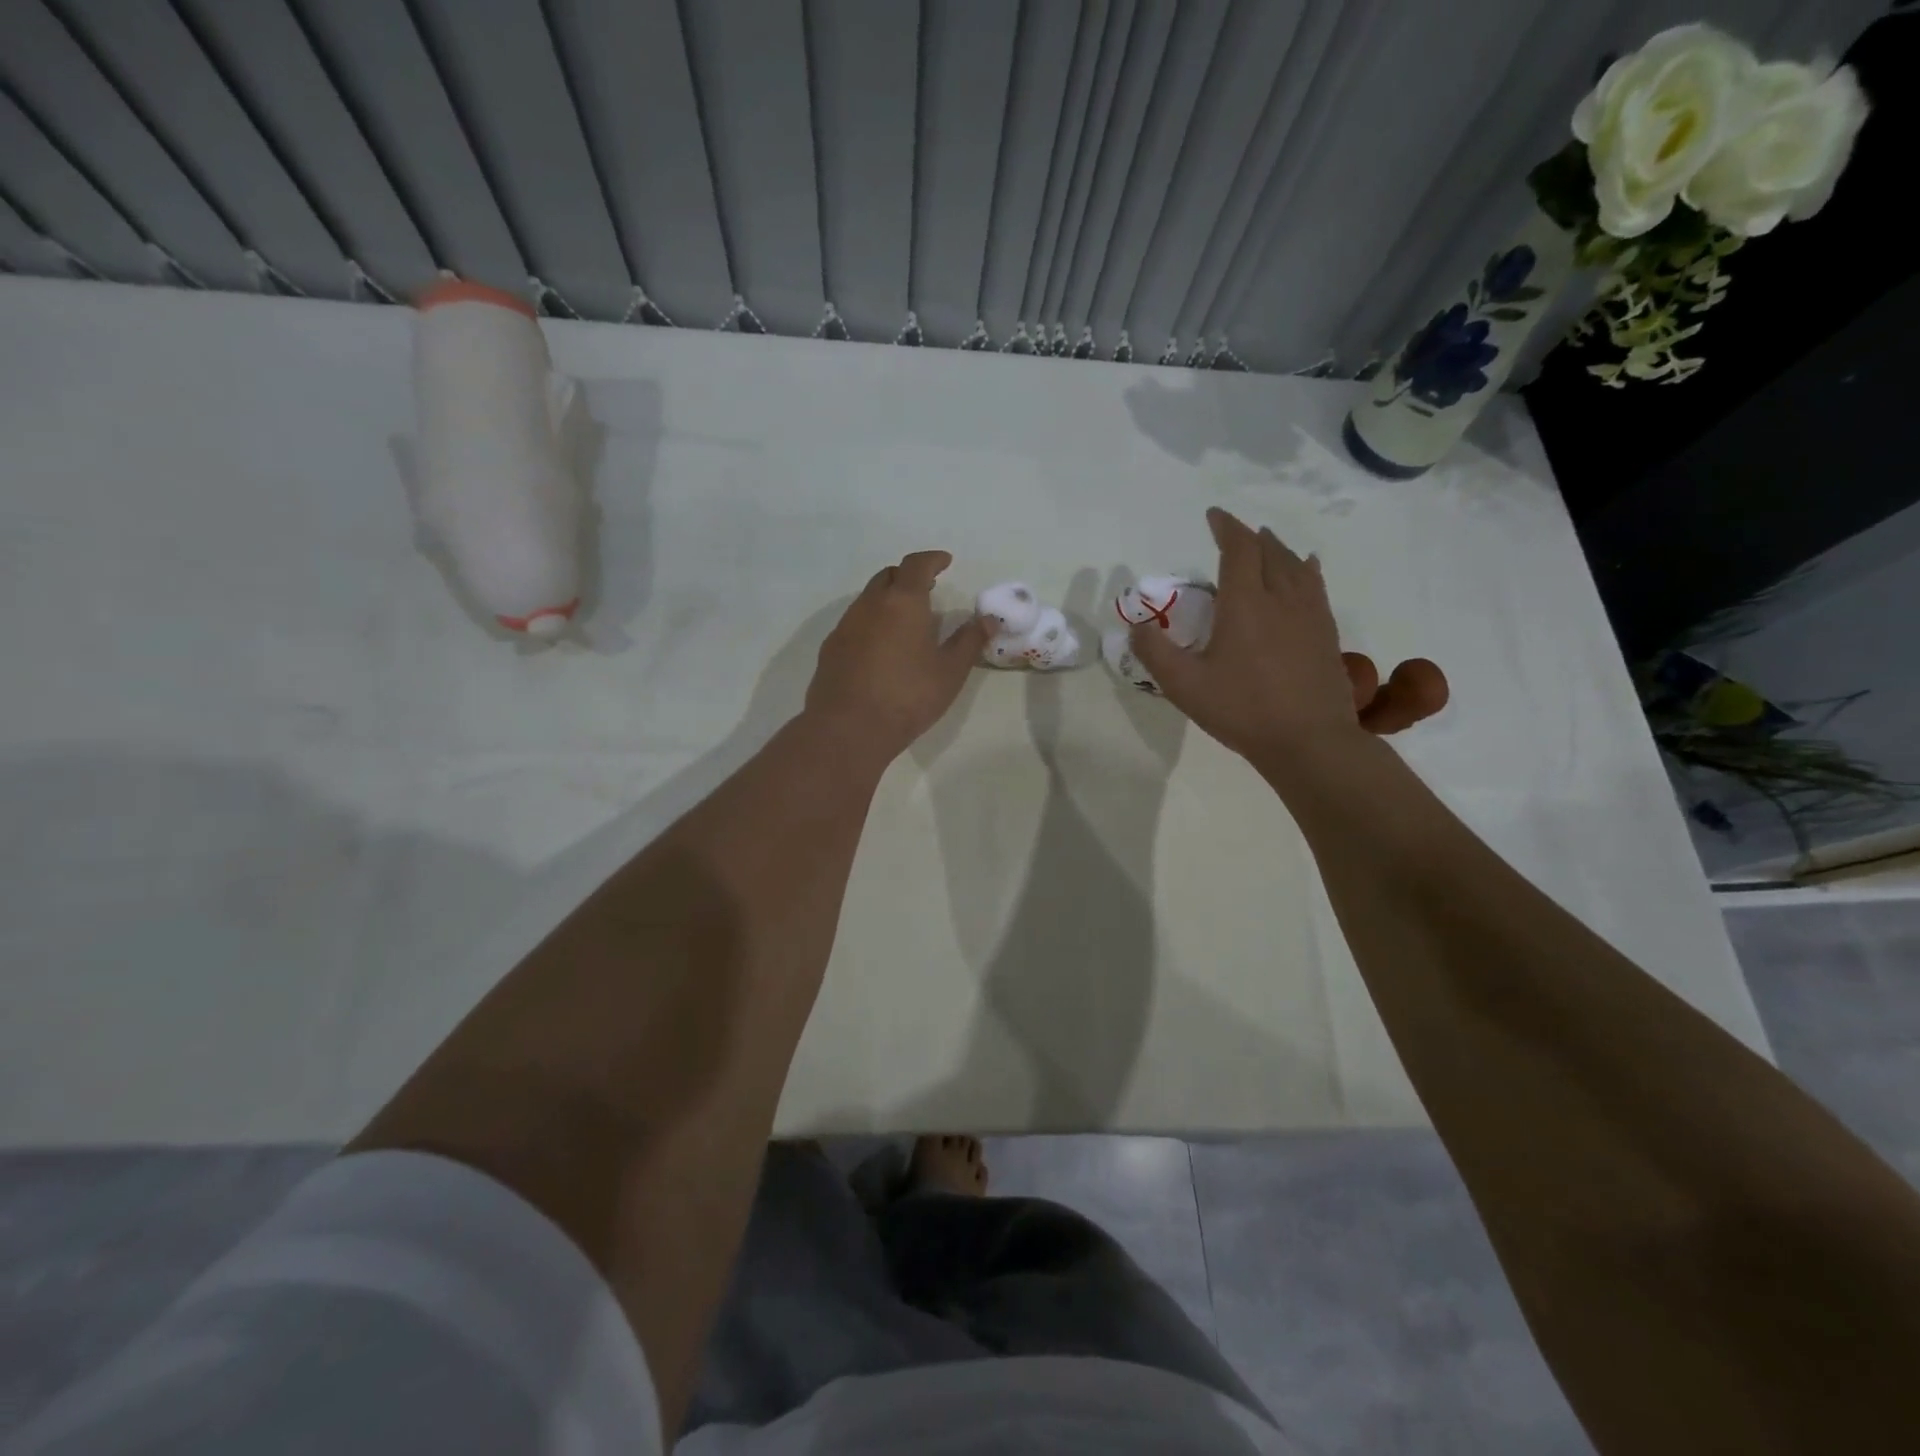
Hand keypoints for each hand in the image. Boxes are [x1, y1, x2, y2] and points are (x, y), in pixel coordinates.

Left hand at [806, 550, 987, 759]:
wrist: (848, 728)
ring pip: (868, 599)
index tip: (945, 562)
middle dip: (908, 577)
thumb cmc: (908, 696)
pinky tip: (881, 648)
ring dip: (888, 600)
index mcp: (902, 602)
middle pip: (888, 576)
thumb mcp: (950, 671)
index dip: (932, 560)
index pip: (916, 565)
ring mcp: (845, 626)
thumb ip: (969, 641)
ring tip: (906, 621)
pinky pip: (855, 623)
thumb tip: (987, 619)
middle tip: (927, 590)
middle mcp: (870, 605)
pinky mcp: (830, 649)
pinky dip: (872, 623)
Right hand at [1131, 509, 1447, 761]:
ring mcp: (1310, 615)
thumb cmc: (1242, 710)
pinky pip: (1317, 587)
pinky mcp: (1326, 634)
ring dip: (1279, 549)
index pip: (1238, 550)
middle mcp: (1281, 598)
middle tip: (1236, 532)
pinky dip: (1307, 570)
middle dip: (1251, 537)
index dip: (1226, 527)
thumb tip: (1136, 627)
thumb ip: (1155, 653)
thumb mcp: (1185, 685)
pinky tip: (1309, 571)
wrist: (1309, 741)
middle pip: (1270, 552)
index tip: (1215, 515)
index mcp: (1245, 604)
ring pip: (1296, 566)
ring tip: (1269, 543)